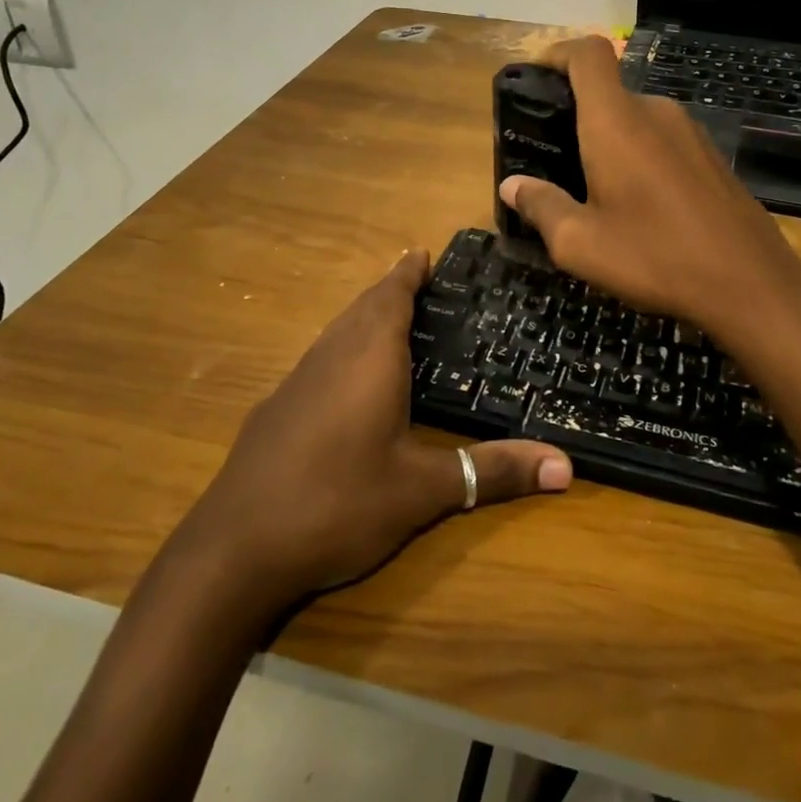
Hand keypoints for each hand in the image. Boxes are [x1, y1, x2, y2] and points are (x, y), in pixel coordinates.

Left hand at [180, 251, 571, 603]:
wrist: (234, 549)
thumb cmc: (338, 502)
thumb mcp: (424, 491)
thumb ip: (492, 472)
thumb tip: (567, 466)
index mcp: (369, 357)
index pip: (391, 296)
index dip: (407, 272)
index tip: (423, 252)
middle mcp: (330, 356)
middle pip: (362, 307)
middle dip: (389, 291)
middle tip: (420, 282)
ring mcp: (296, 382)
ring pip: (336, 332)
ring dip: (363, 318)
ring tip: (391, 321)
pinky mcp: (274, 410)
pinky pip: (319, 360)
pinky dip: (342, 350)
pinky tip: (349, 383)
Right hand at [498, 37, 800, 350]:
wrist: (750, 284)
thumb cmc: (655, 257)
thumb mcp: (580, 243)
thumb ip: (541, 206)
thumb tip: (512, 186)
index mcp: (617, 121)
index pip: (587, 54)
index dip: (556, 53)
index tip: (535, 78)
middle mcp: (656, 112)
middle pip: (607, 93)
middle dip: (575, 117)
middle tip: (553, 161)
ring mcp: (690, 133)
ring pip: (635, 121)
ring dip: (609, 143)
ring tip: (592, 191)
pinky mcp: (711, 157)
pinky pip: (662, 142)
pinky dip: (639, 158)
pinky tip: (639, 207)